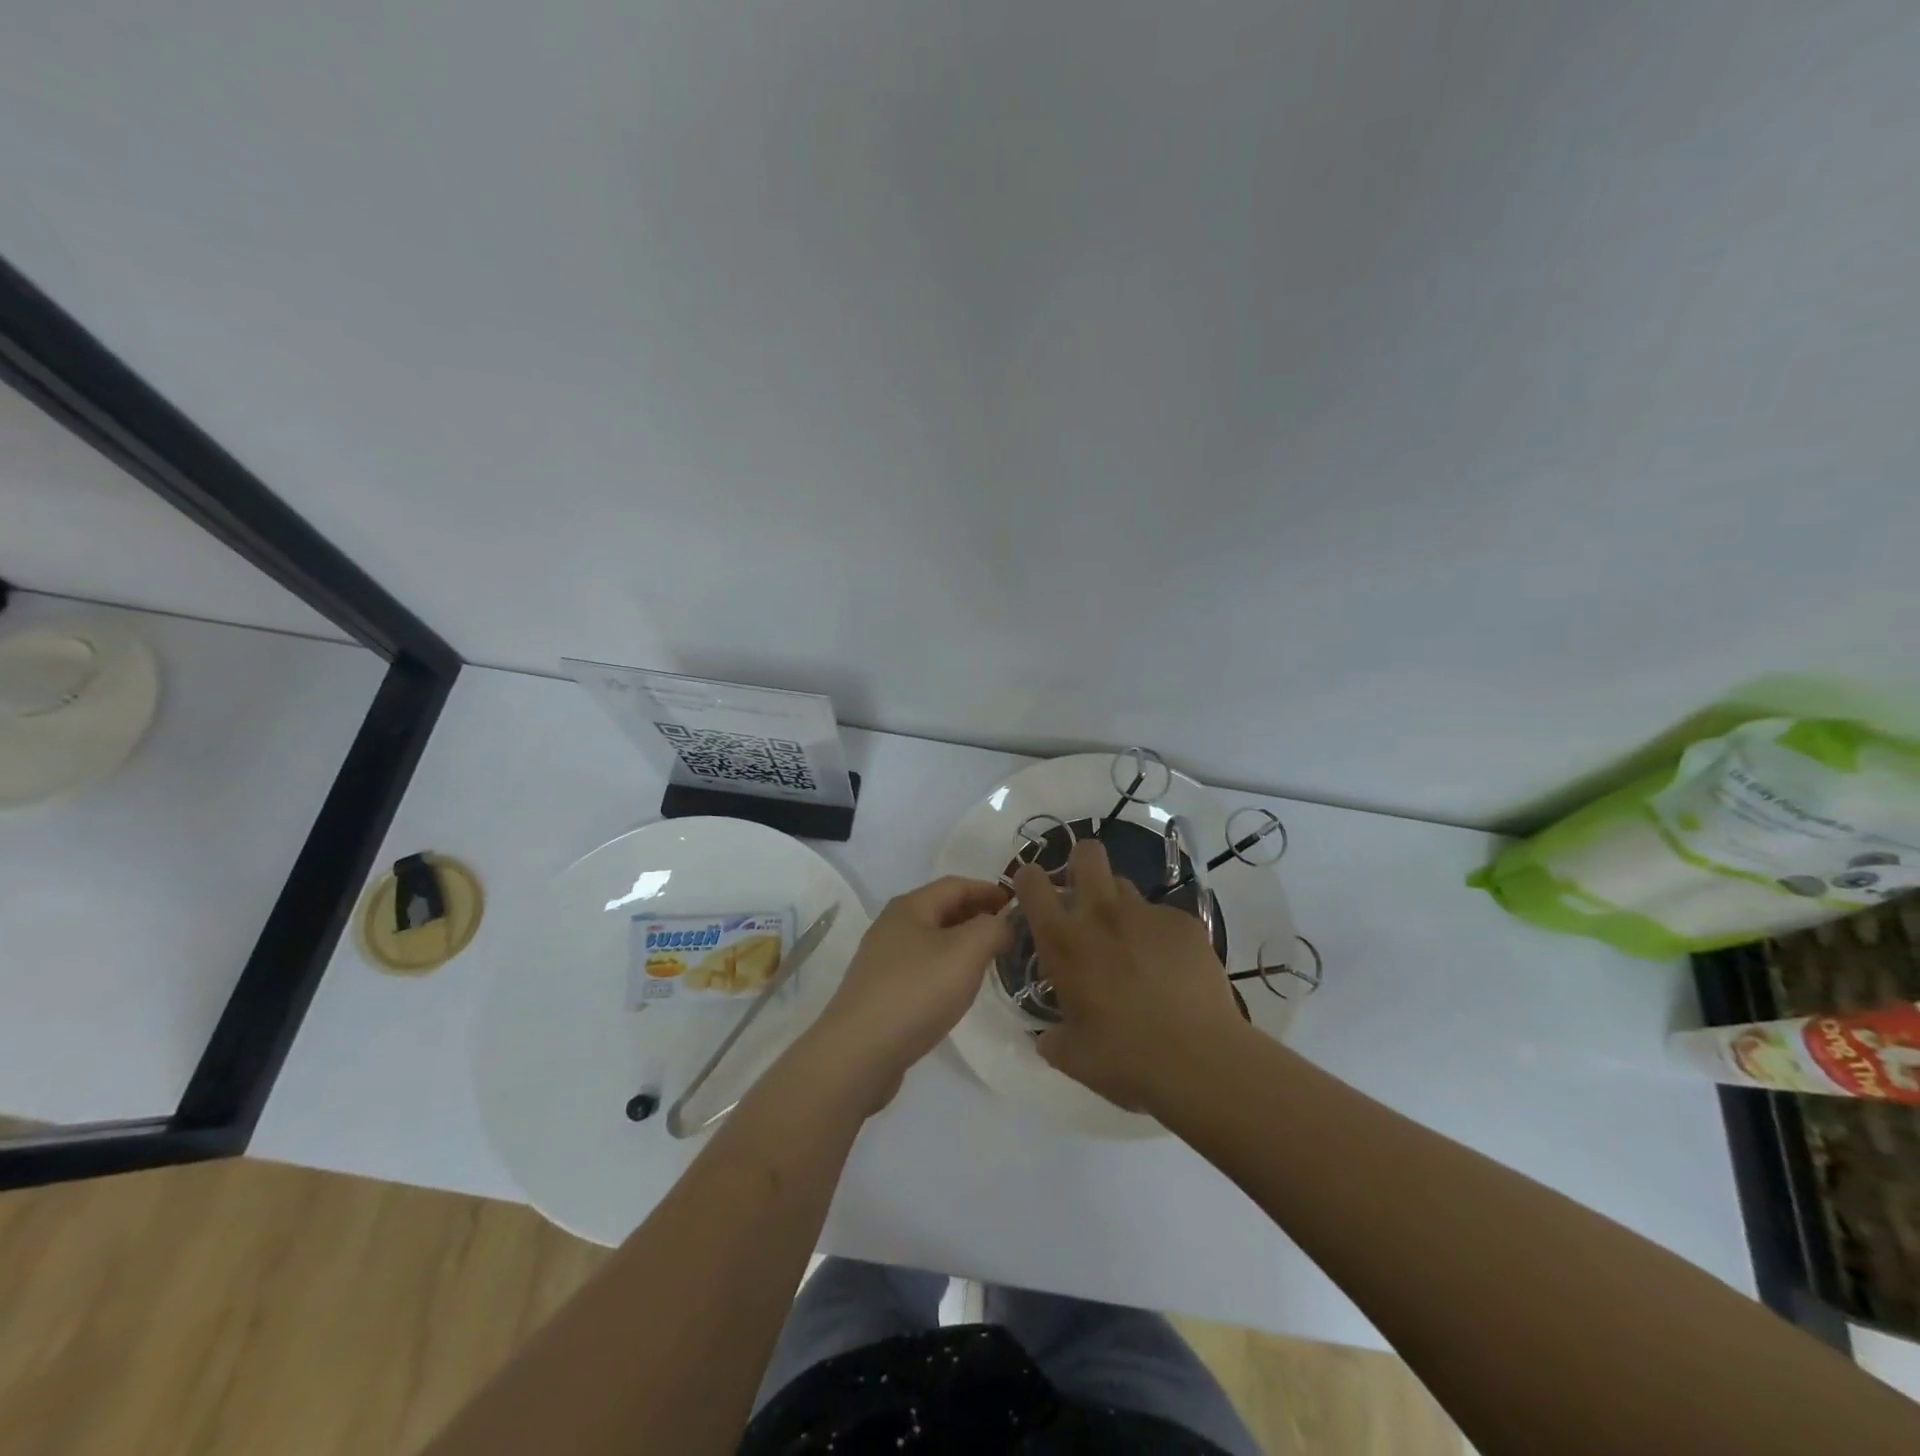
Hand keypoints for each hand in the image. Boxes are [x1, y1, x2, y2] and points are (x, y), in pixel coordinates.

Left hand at [813, 876, 1012, 1105]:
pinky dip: (946, 967)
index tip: (1018, 903)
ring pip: (932, 940)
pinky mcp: (881, 992)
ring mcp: (883, 960)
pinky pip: (922, 968)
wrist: (859, 1053)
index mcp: (910, 907)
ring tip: (990, 959)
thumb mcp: (966, 952)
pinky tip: (958, 988)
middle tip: (1009, 931)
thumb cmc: (916, 992)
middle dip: (976, 915)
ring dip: (962, 943)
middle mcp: (892, 926)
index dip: (989, 890)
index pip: (956, 885)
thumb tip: (1003, 923)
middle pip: (942, 909)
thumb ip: (992, 929)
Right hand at [1014, 840, 1245, 1112]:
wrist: (1199, 1060)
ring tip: (1132, 945)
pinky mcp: (1186, 923)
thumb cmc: (1124, 1058)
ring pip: (1126, 886)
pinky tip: (1172, 970)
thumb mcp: (1072, 1056)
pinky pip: (1164, 917)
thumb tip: (1047, 1036)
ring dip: (1120, 907)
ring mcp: (1147, 914)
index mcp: (1063, 941)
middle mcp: (1101, 914)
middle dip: (1082, 863)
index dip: (1029, 878)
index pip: (1032, 883)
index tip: (1033, 892)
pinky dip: (1161, 936)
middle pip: (1088, 854)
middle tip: (1085, 897)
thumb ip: (1052, 1037)